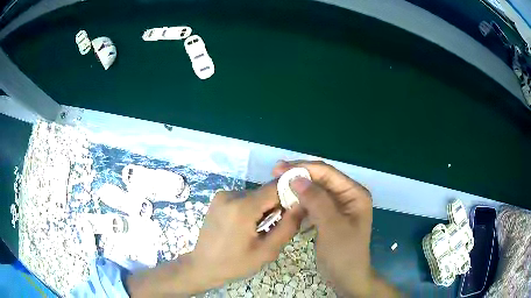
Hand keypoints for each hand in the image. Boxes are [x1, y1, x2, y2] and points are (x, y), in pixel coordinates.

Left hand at [191, 183, 304, 288]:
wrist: (202, 266)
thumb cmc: (235, 263)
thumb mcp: (267, 251)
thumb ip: (288, 226)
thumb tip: (303, 203)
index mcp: (243, 206)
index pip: (276, 186)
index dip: (291, 194)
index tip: (297, 210)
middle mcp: (231, 194)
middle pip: (265, 191)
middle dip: (276, 206)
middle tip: (275, 228)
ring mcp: (222, 195)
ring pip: (256, 195)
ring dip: (264, 209)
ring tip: (259, 230)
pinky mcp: (218, 199)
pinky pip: (244, 198)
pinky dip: (252, 209)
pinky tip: (246, 227)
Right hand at [274, 160, 398, 296]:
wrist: (347, 278)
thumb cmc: (344, 253)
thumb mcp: (332, 227)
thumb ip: (317, 201)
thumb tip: (296, 178)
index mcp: (354, 193)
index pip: (327, 173)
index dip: (303, 168)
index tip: (278, 169)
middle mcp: (347, 195)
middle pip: (320, 179)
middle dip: (298, 177)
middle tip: (274, 175)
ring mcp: (338, 207)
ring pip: (315, 191)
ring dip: (297, 189)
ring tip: (278, 188)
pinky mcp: (329, 217)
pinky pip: (312, 204)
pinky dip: (300, 203)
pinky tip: (287, 205)